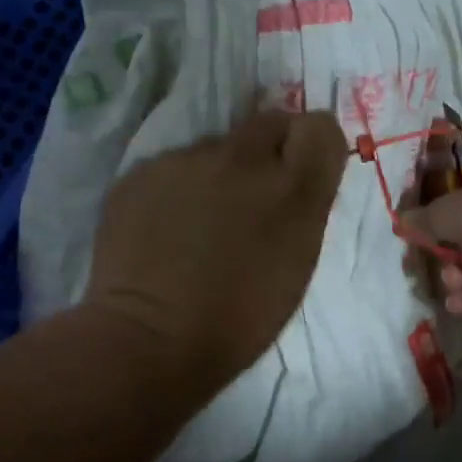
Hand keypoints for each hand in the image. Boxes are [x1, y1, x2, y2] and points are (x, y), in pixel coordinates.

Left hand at [84, 109, 346, 391]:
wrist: (151, 340)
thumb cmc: (240, 320)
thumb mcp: (297, 263)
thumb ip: (302, 208)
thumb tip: (293, 177)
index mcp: (293, 190)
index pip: (320, 126)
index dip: (313, 144)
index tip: (304, 169)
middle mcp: (243, 160)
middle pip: (270, 121)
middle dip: (271, 147)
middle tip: (255, 190)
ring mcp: (187, 161)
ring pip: (216, 147)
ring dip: (219, 173)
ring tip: (200, 221)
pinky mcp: (142, 171)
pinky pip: (173, 167)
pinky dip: (176, 189)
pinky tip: (165, 230)